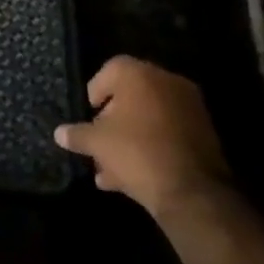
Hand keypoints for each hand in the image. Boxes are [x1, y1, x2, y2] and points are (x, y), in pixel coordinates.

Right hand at [54, 56, 232, 218]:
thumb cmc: (137, 153)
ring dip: (129, 139)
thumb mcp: (97, 143)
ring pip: (149, 119)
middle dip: (111, 121)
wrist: (193, 193)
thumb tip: (59, 133)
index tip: (88, 115)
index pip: (110, 70)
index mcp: (140, 74)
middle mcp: (167, 83)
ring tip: (109, 170)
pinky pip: (167, 135)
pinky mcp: (204, 135)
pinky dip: (150, 148)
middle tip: (98, 143)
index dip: (95, 92)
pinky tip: (131, 177)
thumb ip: (77, 134)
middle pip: (130, 96)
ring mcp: (190, 109)